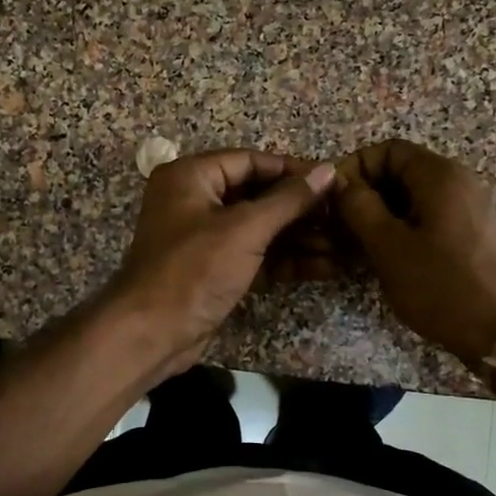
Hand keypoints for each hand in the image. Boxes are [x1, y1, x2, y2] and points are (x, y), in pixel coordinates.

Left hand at [110, 149, 337, 377]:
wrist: (152, 333)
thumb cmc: (194, 270)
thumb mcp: (245, 229)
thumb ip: (288, 200)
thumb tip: (327, 171)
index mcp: (191, 177)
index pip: (250, 161)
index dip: (292, 171)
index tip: (333, 180)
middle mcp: (195, 201)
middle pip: (257, 195)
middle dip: (300, 209)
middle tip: (343, 216)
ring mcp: (204, 238)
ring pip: (259, 228)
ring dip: (299, 238)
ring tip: (342, 245)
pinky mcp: (214, 269)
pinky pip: (255, 255)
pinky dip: (285, 260)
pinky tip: (324, 267)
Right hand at [333, 139, 495, 363]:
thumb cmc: (442, 286)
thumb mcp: (388, 246)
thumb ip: (358, 207)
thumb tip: (340, 183)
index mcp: (439, 175)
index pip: (386, 150)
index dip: (354, 169)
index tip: (331, 201)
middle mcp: (457, 182)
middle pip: (399, 172)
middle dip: (364, 195)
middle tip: (337, 228)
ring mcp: (468, 208)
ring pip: (411, 198)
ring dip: (379, 216)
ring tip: (355, 248)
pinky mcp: (471, 234)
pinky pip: (428, 217)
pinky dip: (401, 230)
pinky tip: (385, 259)